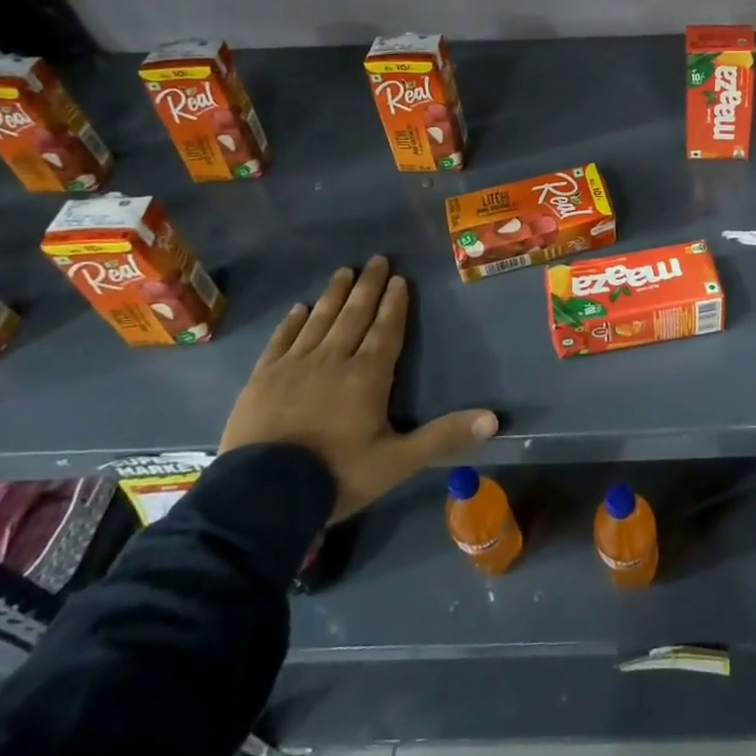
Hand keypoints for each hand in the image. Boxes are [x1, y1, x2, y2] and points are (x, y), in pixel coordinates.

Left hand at [220, 256, 498, 522]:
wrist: (261, 496)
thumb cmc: (336, 475)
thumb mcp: (398, 462)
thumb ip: (443, 437)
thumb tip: (494, 419)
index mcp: (367, 376)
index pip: (386, 330)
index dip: (395, 304)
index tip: (399, 278)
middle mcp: (333, 360)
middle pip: (354, 315)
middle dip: (368, 287)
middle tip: (376, 259)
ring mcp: (294, 366)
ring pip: (319, 320)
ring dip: (334, 295)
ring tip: (343, 271)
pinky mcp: (262, 378)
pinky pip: (281, 340)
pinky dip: (292, 322)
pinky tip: (299, 308)